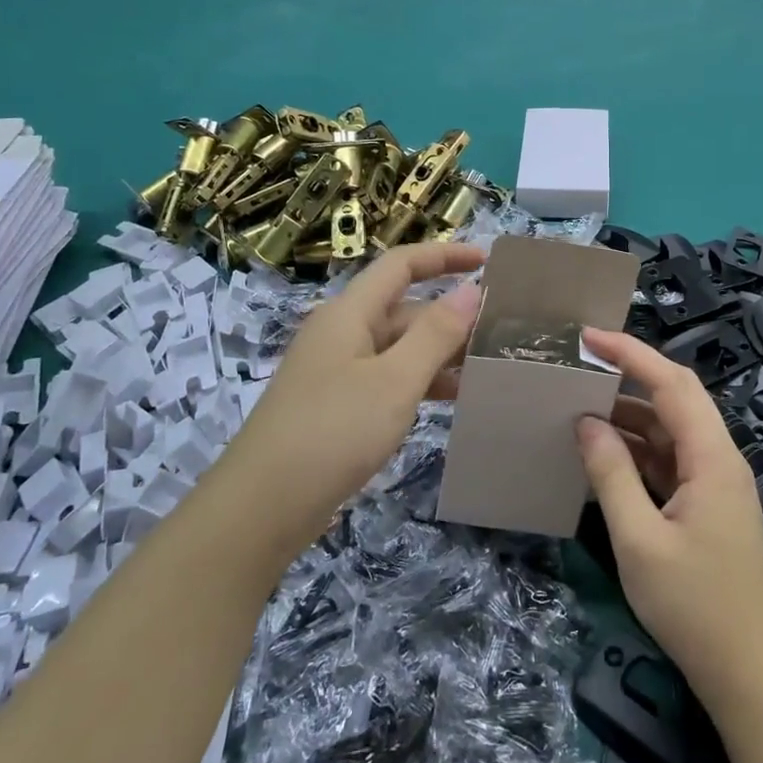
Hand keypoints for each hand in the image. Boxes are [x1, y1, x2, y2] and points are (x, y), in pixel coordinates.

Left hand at [235, 243, 483, 523]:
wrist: (263, 506)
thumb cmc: (333, 432)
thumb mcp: (395, 380)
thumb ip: (436, 333)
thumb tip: (472, 290)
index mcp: (350, 313)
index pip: (402, 265)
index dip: (444, 256)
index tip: (488, 261)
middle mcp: (342, 332)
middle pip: (404, 309)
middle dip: (451, 317)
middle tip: (500, 335)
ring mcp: (337, 370)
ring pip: (399, 348)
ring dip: (440, 354)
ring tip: (486, 371)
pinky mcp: (337, 405)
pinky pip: (388, 378)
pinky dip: (420, 382)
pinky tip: (452, 401)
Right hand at [577, 329, 762, 710]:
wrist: (748, 673)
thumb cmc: (694, 606)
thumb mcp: (639, 540)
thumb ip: (611, 474)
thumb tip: (586, 422)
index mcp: (712, 458)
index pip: (673, 383)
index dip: (632, 353)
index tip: (589, 336)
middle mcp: (719, 459)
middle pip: (676, 398)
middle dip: (631, 375)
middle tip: (582, 364)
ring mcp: (716, 483)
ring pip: (671, 430)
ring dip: (630, 416)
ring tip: (580, 406)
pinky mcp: (707, 505)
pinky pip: (670, 460)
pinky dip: (637, 451)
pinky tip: (603, 455)